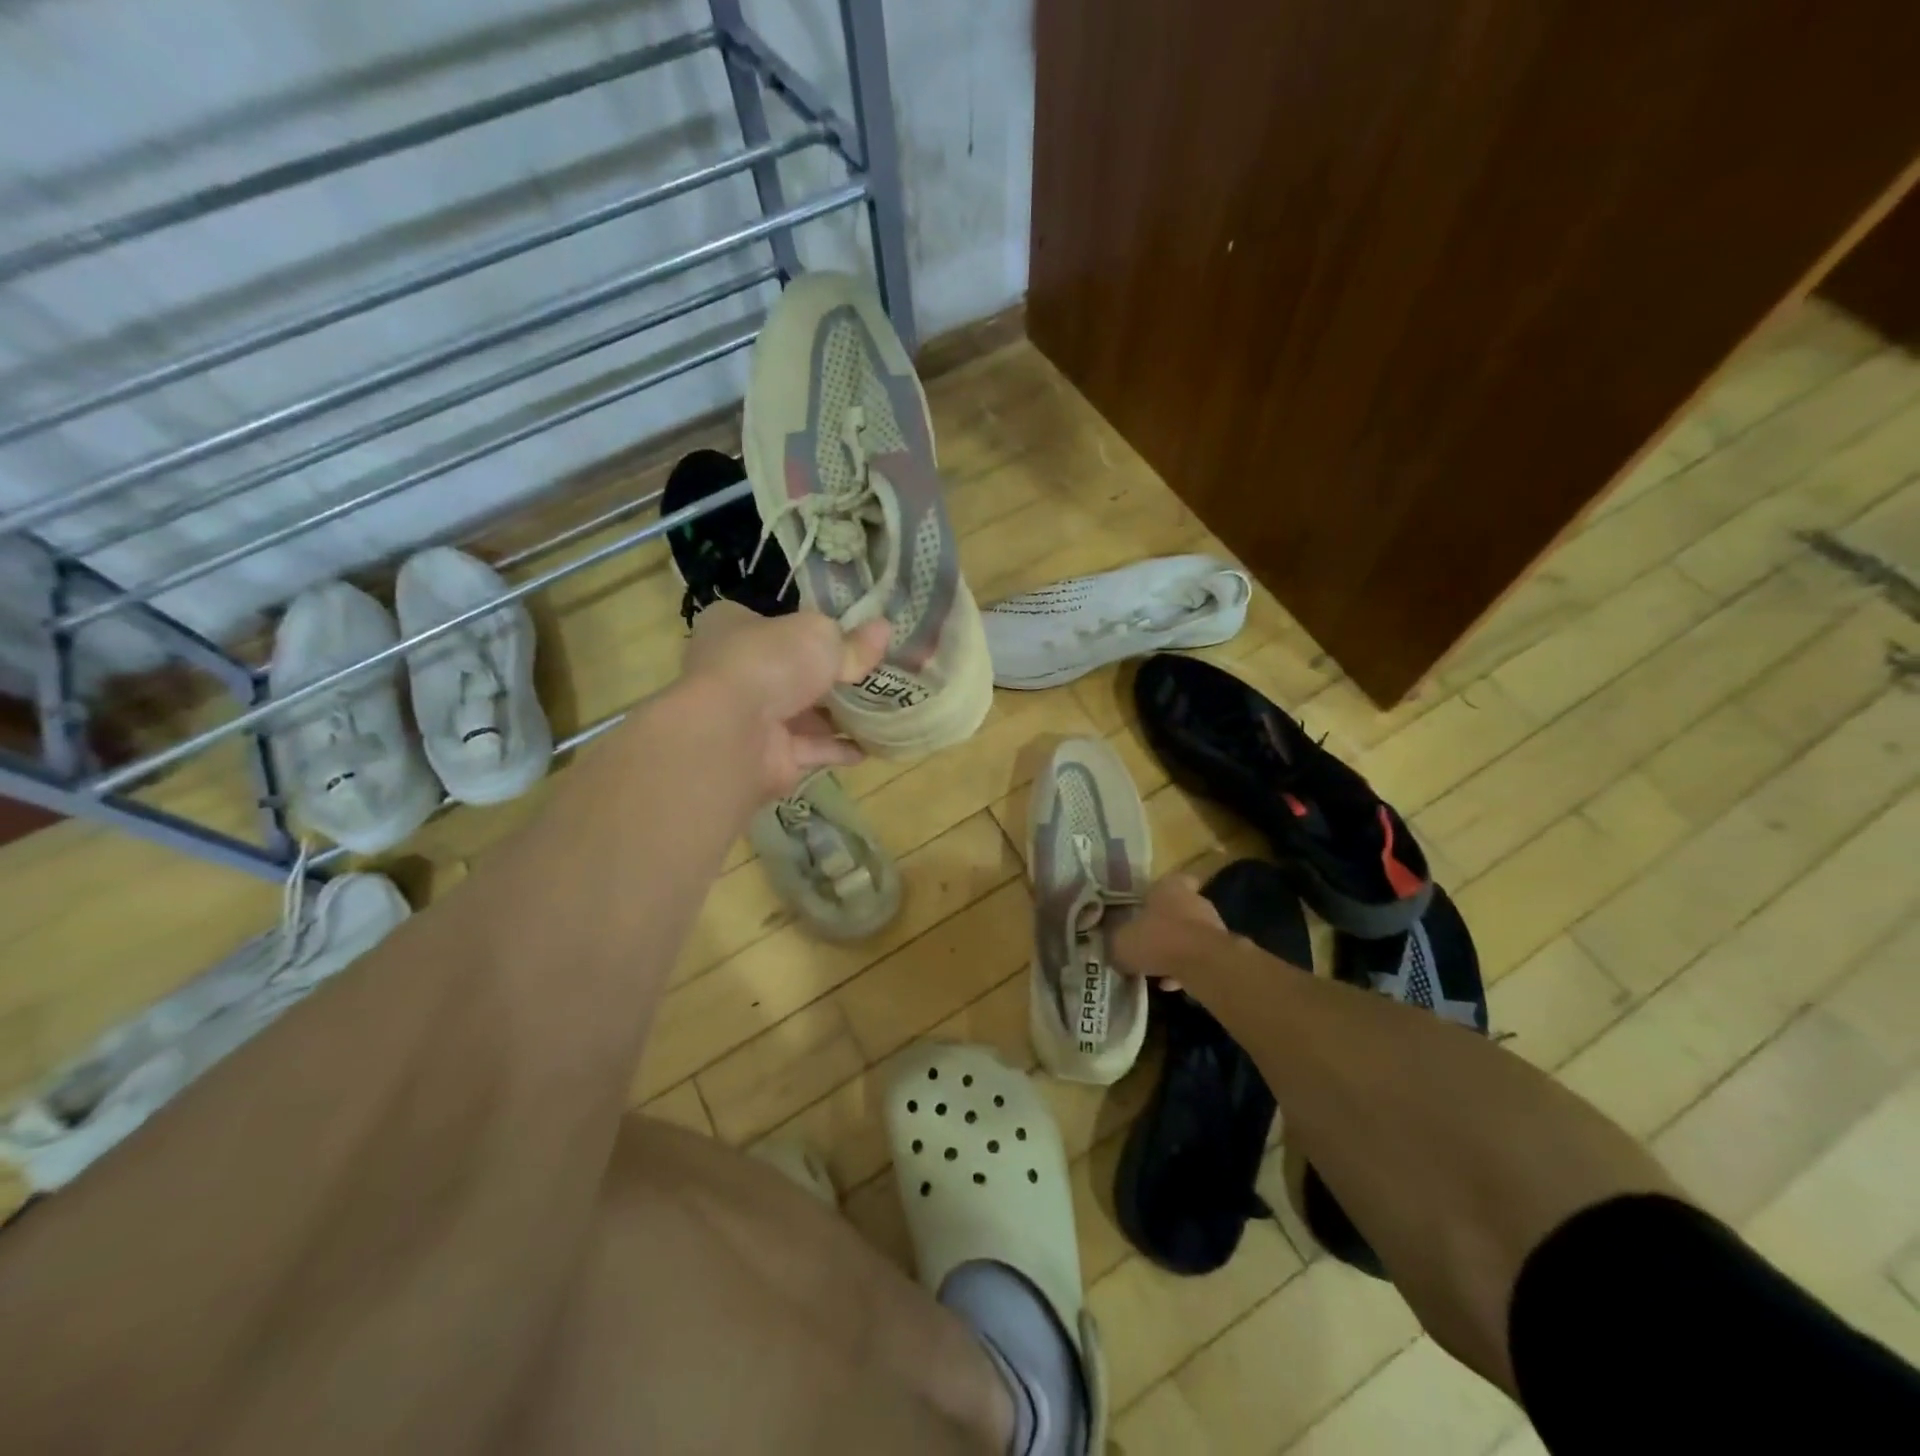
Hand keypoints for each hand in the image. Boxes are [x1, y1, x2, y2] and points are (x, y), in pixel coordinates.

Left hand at [680, 601, 889, 800]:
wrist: (734, 733)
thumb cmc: (769, 663)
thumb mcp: (820, 636)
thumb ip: (852, 641)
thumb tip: (884, 630)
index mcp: (732, 627)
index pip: (772, 623)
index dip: (806, 628)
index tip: (846, 634)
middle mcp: (735, 671)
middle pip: (791, 671)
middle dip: (829, 676)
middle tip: (873, 673)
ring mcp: (749, 718)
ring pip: (801, 714)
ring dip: (838, 716)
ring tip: (881, 710)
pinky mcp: (767, 757)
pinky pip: (810, 750)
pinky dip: (837, 749)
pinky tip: (869, 747)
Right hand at [1113, 874, 1228, 990]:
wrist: (1205, 965)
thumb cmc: (1158, 940)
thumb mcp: (1121, 942)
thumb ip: (1116, 940)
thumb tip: (1113, 944)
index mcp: (1170, 888)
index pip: (1170, 881)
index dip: (1158, 894)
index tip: (1146, 907)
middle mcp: (1194, 901)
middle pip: (1178, 910)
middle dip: (1165, 926)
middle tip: (1147, 942)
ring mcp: (1212, 926)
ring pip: (1189, 936)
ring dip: (1175, 950)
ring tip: (1156, 969)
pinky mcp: (1223, 951)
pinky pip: (1199, 958)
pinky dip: (1186, 969)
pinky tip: (1171, 984)